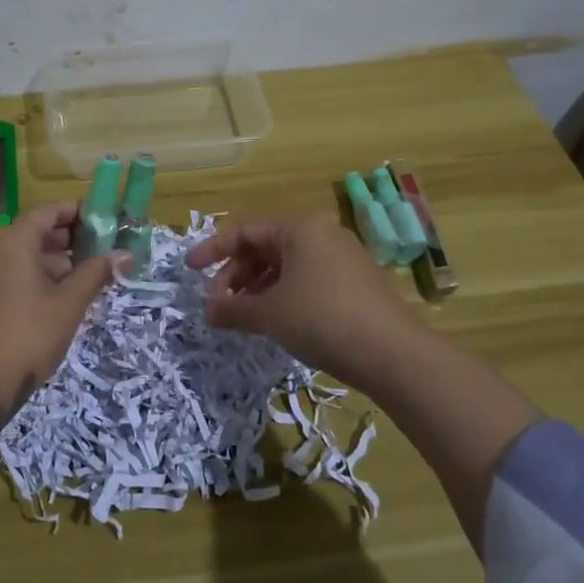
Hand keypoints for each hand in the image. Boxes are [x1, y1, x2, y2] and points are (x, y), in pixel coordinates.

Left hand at [0, 202, 125, 439]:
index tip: (105, 220)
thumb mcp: (68, 304)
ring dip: (51, 262)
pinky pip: (5, 273)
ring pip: (18, 255)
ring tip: (84, 277)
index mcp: (10, 240)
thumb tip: (125, 255)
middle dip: (67, 240)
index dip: (77, 213)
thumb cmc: (26, 337)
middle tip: (100, 251)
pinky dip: (30, 277)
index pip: (48, 212)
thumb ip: (96, 273)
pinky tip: (56, 297)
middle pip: (32, 232)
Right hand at [184, 214, 422, 391]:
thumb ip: (232, 310)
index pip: (244, 230)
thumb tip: (206, 312)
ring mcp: (342, 257)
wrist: (394, 354)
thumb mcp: (270, 314)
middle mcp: (321, 233)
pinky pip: (307, 278)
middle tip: (218, 304)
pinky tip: (275, 320)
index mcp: (300, 228)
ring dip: (257, 287)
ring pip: (286, 265)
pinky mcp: (355, 281)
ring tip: (242, 316)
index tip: (189, 270)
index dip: (212, 250)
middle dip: (236, 275)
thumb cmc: (323, 320)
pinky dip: (283, 294)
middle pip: (265, 247)